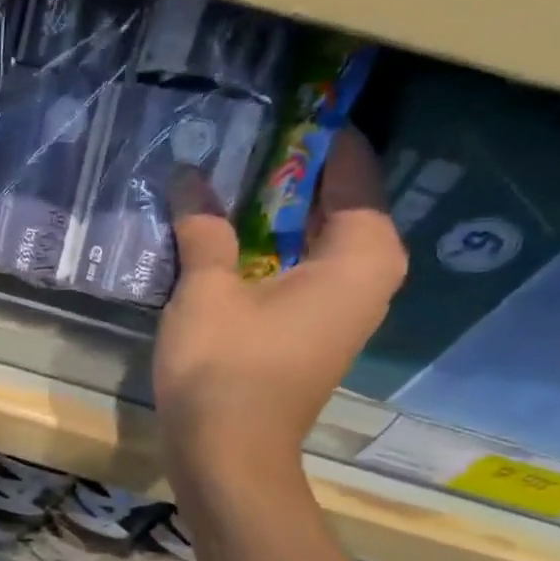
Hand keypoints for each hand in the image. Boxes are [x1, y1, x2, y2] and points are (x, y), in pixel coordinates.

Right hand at [152, 129, 406, 473]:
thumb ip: (205, 228)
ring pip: (316, 241)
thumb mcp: (207, 289)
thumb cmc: (225, 368)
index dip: (321, 136)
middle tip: (245, 139)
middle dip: (293, 175)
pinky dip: (271, 250)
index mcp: (361, 256)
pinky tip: (229, 238)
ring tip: (230, 180)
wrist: (227, 455)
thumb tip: (192, 175)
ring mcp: (341, 311)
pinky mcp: (310, 335)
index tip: (287, 104)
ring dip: (277, 215)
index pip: (354, 171)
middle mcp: (367, 279)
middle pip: (337, 206)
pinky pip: (300, 271)